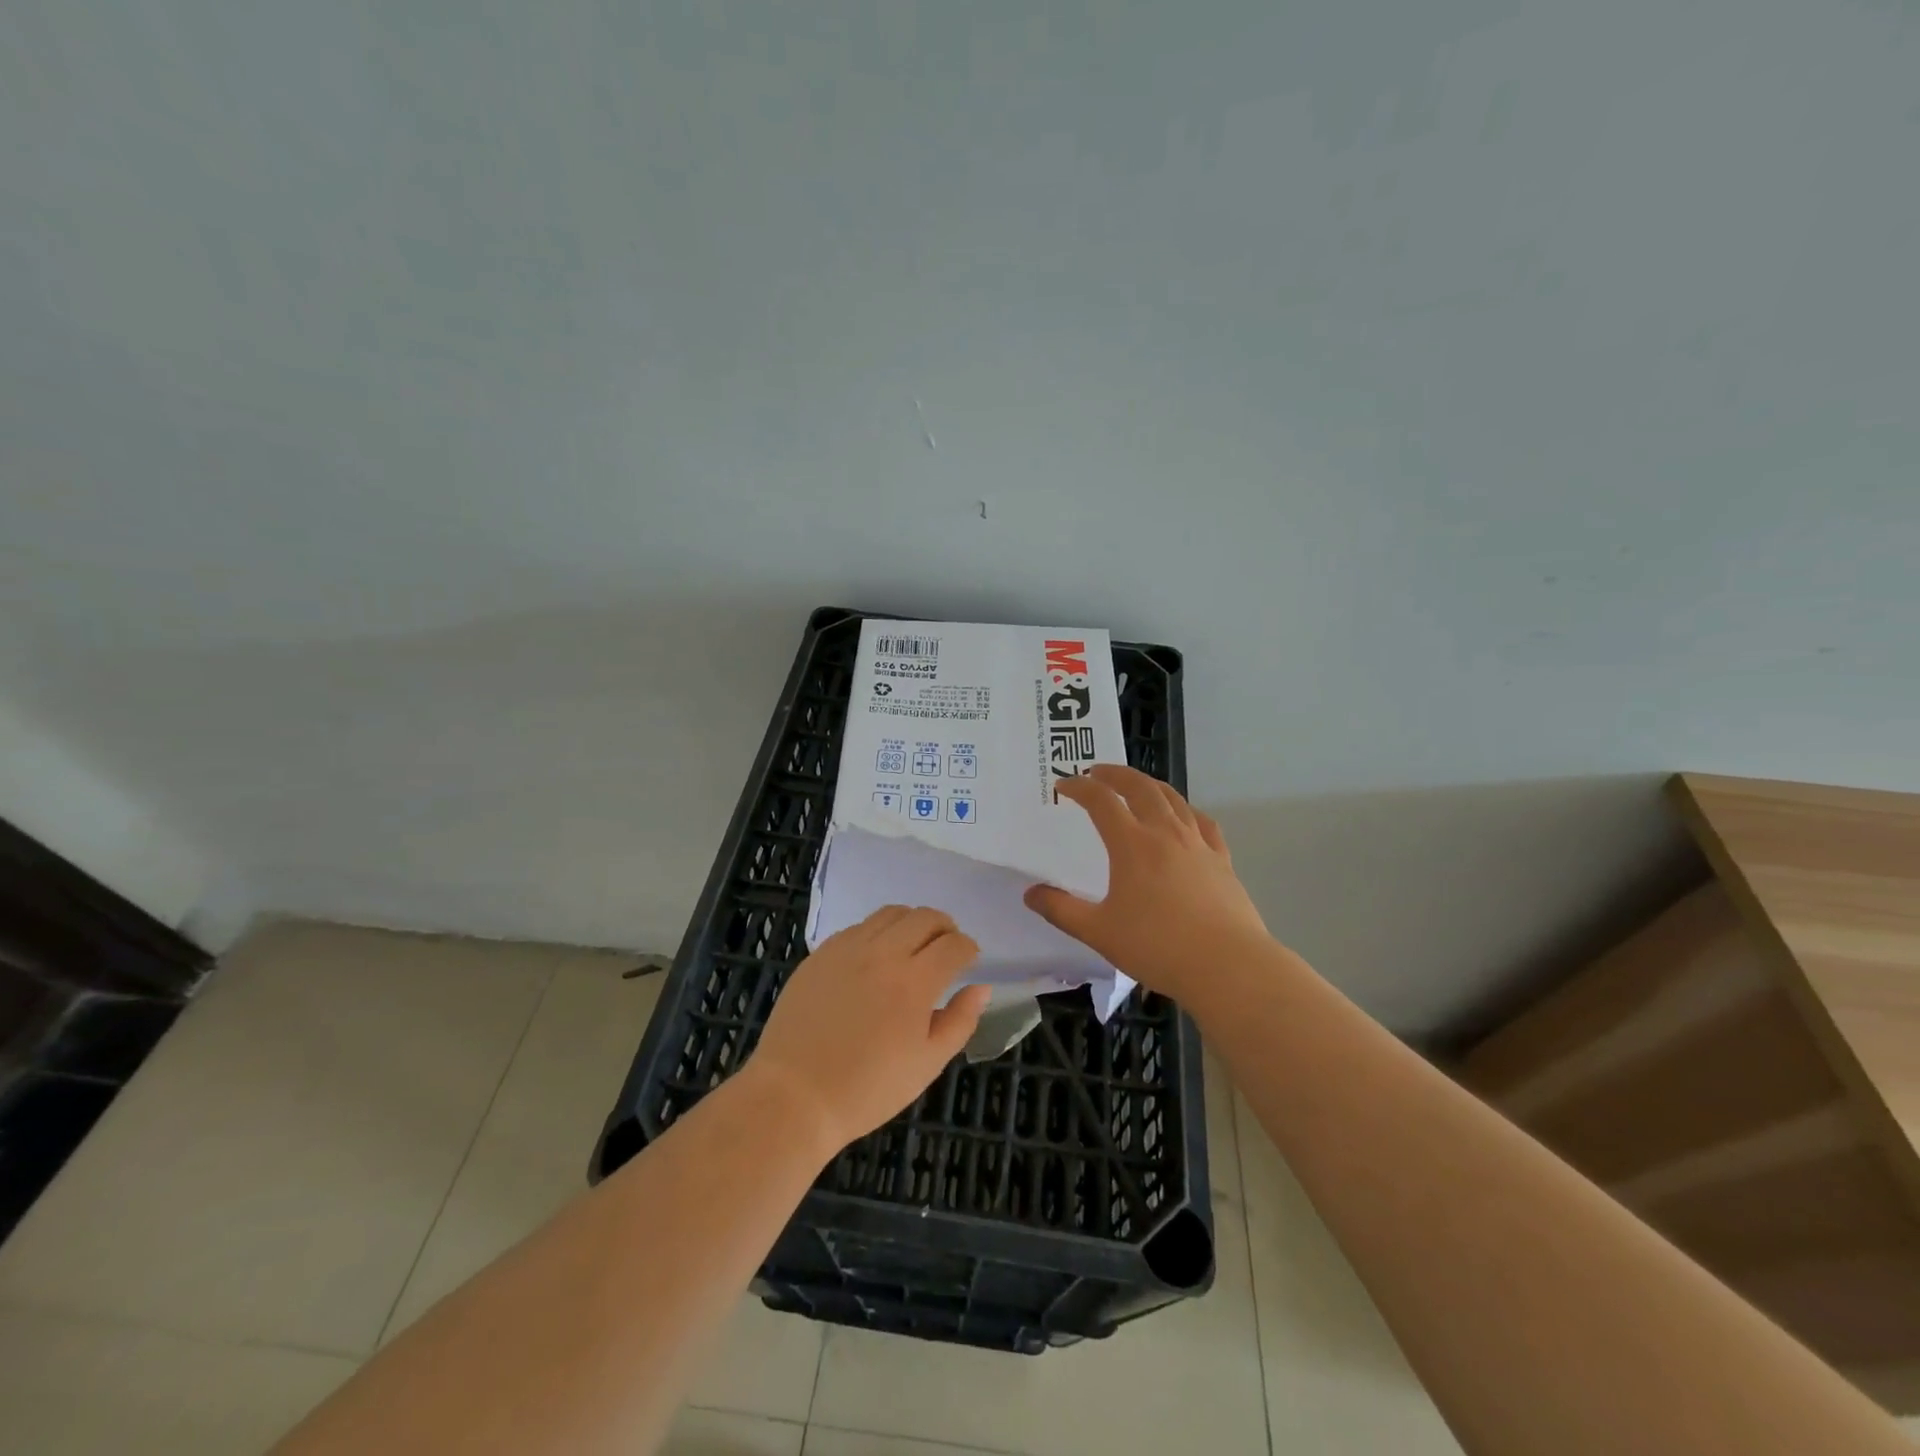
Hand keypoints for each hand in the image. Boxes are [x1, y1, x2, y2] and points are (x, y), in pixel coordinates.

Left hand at [746, 906, 990, 1153]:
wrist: (794, 1096)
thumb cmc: (867, 1089)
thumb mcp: (926, 1065)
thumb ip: (960, 1021)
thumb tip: (981, 988)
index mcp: (914, 982)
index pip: (954, 945)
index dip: (968, 949)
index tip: (969, 961)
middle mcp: (883, 953)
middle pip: (925, 917)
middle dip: (945, 927)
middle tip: (946, 948)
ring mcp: (848, 949)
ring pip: (891, 913)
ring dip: (912, 923)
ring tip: (913, 946)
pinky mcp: (821, 953)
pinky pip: (859, 927)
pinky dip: (878, 932)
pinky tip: (876, 957)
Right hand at [1024, 764, 1269, 1005]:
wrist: (1228, 966)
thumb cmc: (1158, 947)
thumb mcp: (1099, 932)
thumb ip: (1061, 910)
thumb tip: (1031, 893)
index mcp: (1132, 844)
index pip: (1101, 801)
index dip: (1080, 787)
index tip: (1064, 785)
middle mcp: (1166, 833)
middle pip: (1140, 787)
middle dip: (1115, 774)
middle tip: (1097, 772)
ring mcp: (1198, 844)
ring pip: (1173, 799)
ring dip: (1149, 784)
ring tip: (1136, 785)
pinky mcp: (1222, 860)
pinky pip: (1204, 822)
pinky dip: (1187, 810)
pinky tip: (1184, 817)